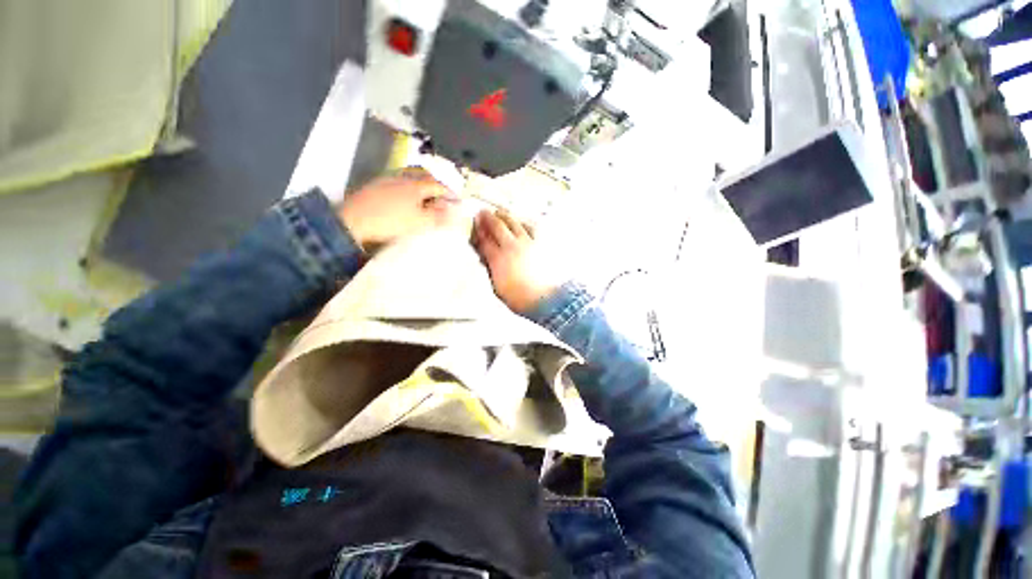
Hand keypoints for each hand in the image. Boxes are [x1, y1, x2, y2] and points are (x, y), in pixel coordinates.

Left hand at [338, 168, 465, 251]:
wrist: (353, 221)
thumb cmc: (391, 222)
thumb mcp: (420, 222)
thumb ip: (439, 217)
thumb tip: (455, 212)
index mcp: (416, 185)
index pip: (438, 185)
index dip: (449, 192)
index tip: (457, 199)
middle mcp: (402, 177)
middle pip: (423, 175)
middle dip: (435, 184)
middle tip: (441, 194)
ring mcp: (387, 179)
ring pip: (409, 177)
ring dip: (421, 184)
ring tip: (424, 196)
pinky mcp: (375, 185)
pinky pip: (397, 181)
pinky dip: (407, 187)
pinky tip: (404, 197)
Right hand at [473, 210, 564, 313]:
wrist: (546, 299)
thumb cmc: (521, 298)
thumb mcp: (498, 288)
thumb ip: (491, 270)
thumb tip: (487, 261)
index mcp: (498, 259)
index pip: (484, 241)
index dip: (477, 232)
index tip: (474, 226)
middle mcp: (512, 247)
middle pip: (497, 227)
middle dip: (488, 218)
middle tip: (482, 213)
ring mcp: (528, 243)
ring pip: (514, 223)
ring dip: (505, 216)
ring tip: (500, 212)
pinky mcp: (541, 244)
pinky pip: (532, 228)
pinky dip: (525, 222)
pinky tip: (523, 221)